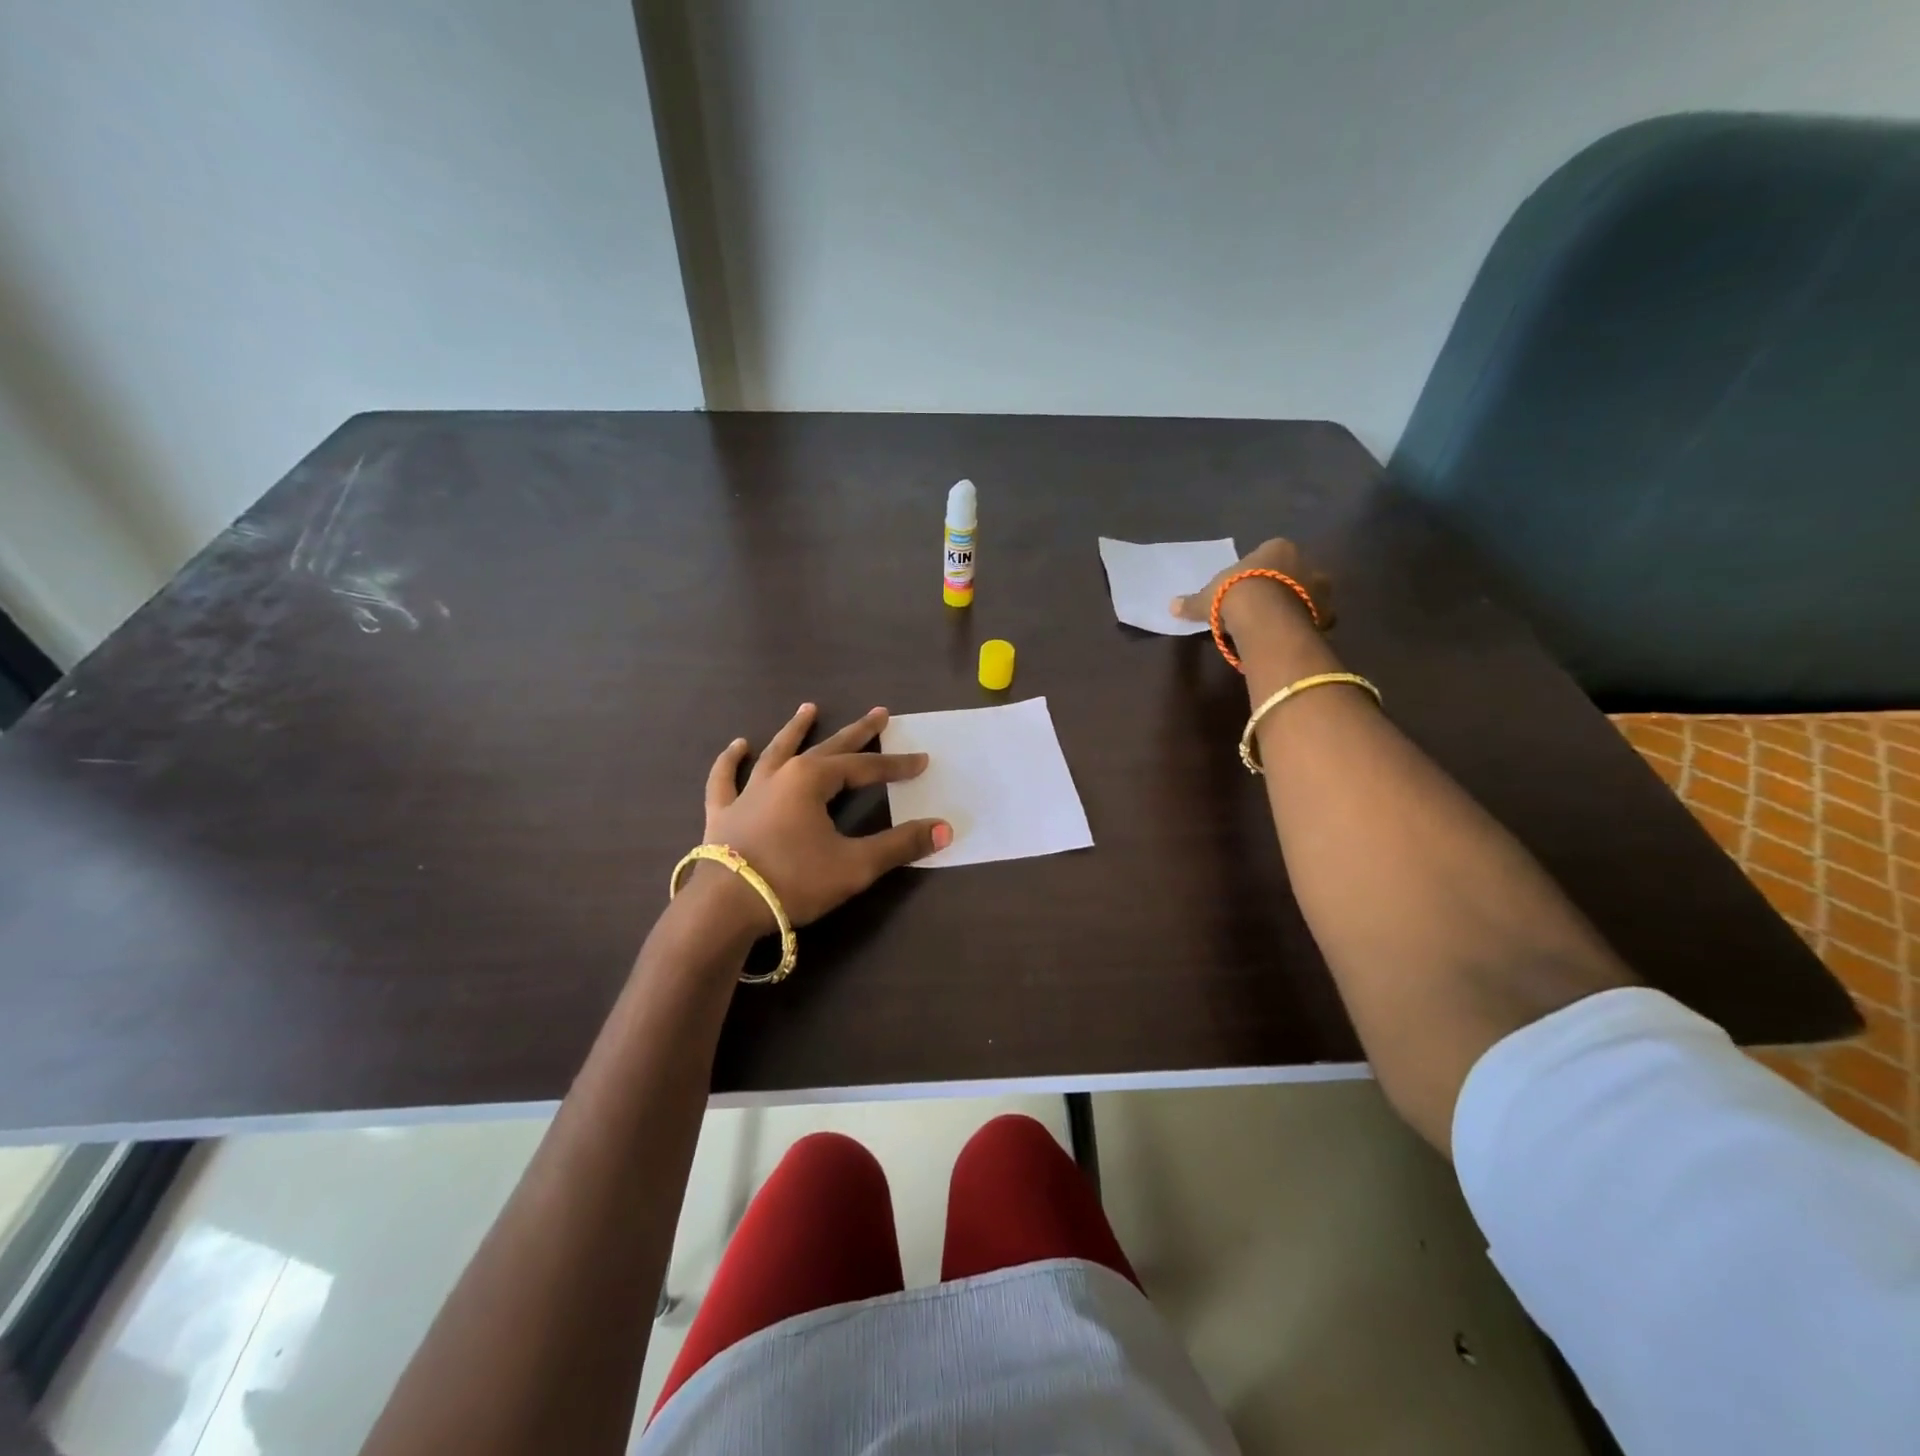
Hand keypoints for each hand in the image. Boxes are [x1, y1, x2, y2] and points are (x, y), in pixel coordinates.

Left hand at [692, 704, 950, 933]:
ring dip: (795, 730)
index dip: (895, 766)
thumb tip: (944, 829)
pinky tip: (737, 746)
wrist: (724, 909)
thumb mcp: (855, 865)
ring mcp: (748, 791)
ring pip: (775, 751)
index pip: (864, 768)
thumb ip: (900, 845)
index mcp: (813, 780)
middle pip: (827, 748)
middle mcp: (781, 775)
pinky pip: (725, 779)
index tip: (921, 761)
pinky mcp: (723, 813)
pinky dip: (730, 761)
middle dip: (857, 732)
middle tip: (879, 713)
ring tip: (809, 708)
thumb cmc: (794, 881)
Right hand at [1170, 537, 1332, 636]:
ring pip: (1309, 596)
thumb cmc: (1235, 594)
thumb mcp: (1208, 598)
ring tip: (1277, 627)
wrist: (1264, 616)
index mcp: (1278, 548)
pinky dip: (1305, 627)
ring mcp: (1320, 587)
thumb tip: (1172, 605)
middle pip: (1295, 574)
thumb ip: (1194, 602)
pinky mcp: (1327, 612)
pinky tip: (1288, 638)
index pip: (1271, 556)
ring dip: (1297, 608)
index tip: (1248, 590)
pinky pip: (1316, 619)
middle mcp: (1305, 561)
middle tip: (1265, 609)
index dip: (1259, 573)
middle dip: (1284, 589)